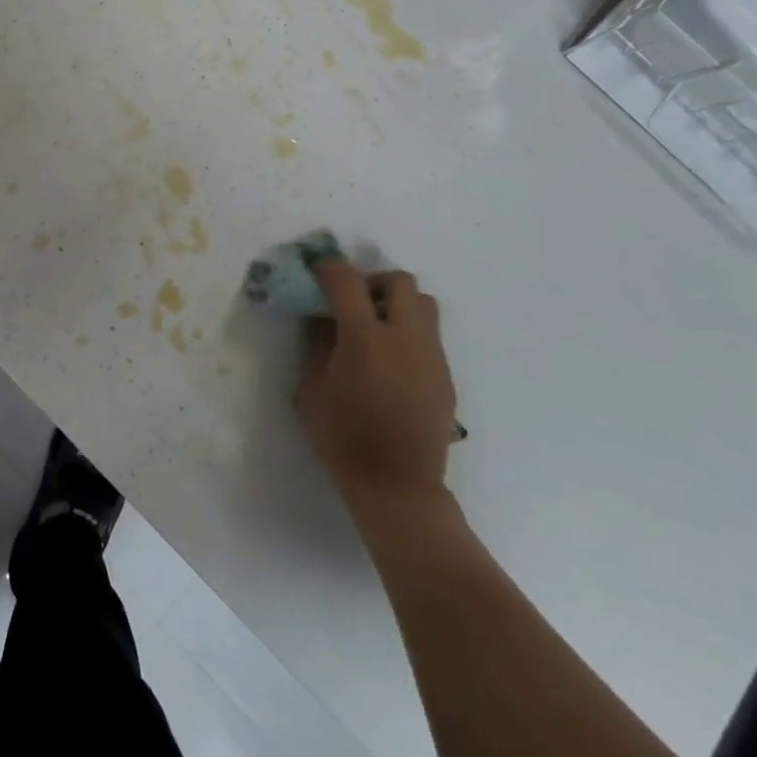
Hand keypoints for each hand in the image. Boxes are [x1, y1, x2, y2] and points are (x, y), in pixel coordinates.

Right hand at [297, 259, 458, 511]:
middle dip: (373, 282)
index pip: (347, 281)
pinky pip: (430, 335)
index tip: (317, 273)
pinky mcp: (446, 375)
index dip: (329, 269)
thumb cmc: (343, 439)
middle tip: (354, 303)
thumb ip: (317, 346)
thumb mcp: (310, 391)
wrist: (397, 487)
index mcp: (365, 337)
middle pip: (398, 281)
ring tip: (377, 329)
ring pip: (423, 303)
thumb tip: (322, 318)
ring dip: (397, 303)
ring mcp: (431, 355)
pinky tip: (392, 362)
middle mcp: (405, 336)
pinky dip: (409, 333)